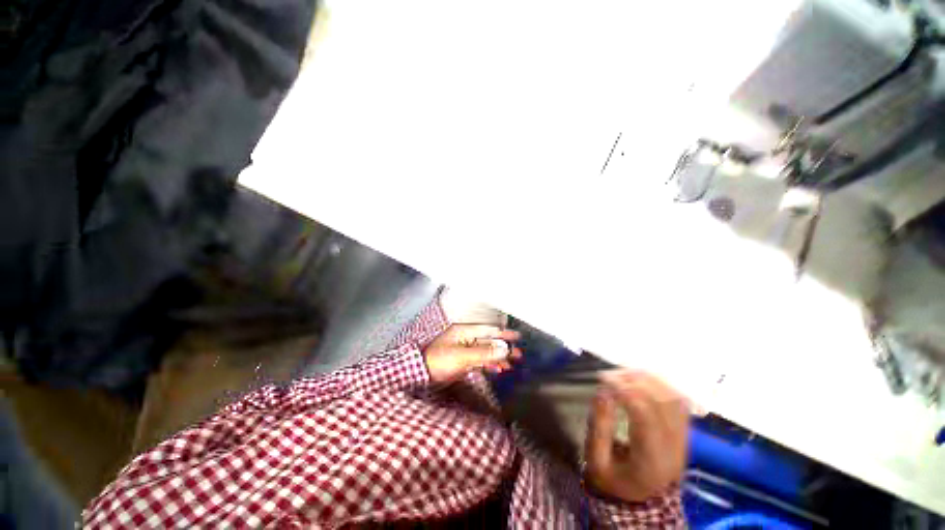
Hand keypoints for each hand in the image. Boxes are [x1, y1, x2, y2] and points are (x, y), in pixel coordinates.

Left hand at [424, 325, 520, 382]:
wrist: (421, 374)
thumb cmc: (439, 361)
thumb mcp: (462, 356)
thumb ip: (484, 353)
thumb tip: (504, 350)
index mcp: (464, 331)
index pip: (488, 330)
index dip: (503, 333)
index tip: (517, 337)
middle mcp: (466, 338)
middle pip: (489, 341)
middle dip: (504, 347)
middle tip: (519, 354)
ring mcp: (465, 349)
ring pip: (486, 351)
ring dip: (499, 357)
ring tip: (512, 364)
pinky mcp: (464, 360)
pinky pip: (481, 360)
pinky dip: (490, 364)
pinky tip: (499, 369)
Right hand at [585, 370, 688, 501]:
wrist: (640, 498)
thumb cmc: (613, 479)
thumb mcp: (597, 461)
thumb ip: (599, 428)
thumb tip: (602, 392)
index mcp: (651, 460)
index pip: (644, 415)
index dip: (623, 390)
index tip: (602, 379)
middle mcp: (674, 448)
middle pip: (662, 402)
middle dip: (634, 380)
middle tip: (609, 374)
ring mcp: (683, 439)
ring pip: (674, 398)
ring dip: (648, 379)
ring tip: (623, 373)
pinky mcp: (683, 432)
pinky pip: (679, 401)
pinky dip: (660, 384)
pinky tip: (641, 379)